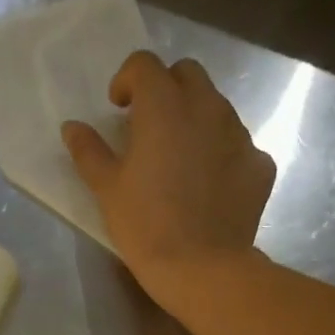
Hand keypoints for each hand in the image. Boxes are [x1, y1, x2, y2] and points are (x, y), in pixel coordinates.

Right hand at [61, 52, 275, 293]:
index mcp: (164, 105)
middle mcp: (207, 107)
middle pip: (188, 75)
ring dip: (197, 120)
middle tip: (152, 126)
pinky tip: (211, 186)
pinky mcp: (261, 165)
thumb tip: (72, 127)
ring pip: (217, 108)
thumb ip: (89, 152)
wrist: (203, 269)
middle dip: (167, 90)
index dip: (127, 80)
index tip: (119, 108)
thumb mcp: (108, 190)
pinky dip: (224, 155)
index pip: (144, 65)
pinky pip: (240, 146)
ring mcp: (240, 135)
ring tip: (183, 158)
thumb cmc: (147, 226)